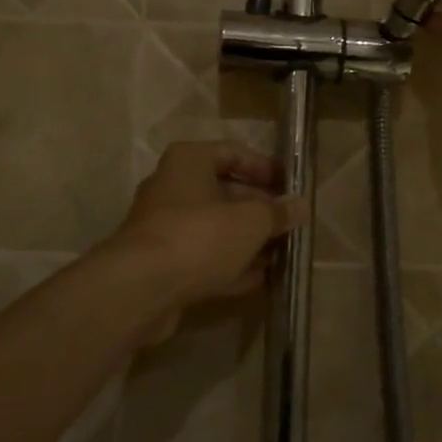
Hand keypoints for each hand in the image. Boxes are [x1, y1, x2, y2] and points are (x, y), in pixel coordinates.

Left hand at [102, 141, 305, 341]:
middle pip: (224, 191)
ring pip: (215, 227)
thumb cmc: (199, 237)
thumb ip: (277, 212)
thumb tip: (300, 207)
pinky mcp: (163, 263)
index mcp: (189, 161)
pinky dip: (230, 264)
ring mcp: (165, 227)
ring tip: (282, 251)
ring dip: (247, 239)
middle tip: (290, 224)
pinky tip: (259, 277)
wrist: (141, 289)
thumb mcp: (250, 221)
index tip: (291, 186)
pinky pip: (204, 257)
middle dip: (259, 209)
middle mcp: (173, 187)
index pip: (233, 152)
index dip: (265, 168)